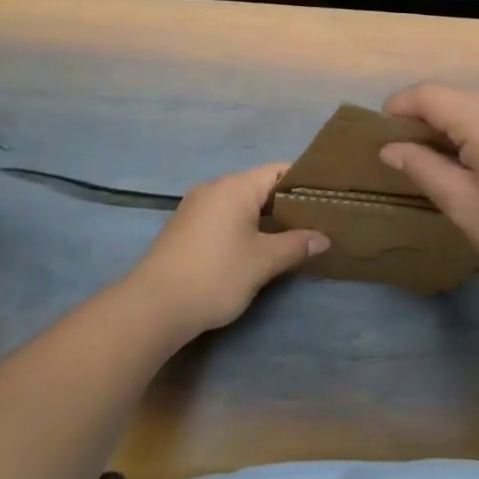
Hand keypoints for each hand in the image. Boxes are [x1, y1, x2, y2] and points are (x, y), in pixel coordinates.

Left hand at [128, 163, 328, 337]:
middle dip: (286, 204)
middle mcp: (214, 187)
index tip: (327, 201)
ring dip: (264, 218)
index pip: (279, 171)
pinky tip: (254, 249)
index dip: (305, 183)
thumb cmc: (214, 275)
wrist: (152, 307)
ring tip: (290, 238)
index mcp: (235, 186)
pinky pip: (223, 217)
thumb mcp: (262, 262)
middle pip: (260, 186)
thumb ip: (296, 245)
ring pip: (240, 203)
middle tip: (314, 223)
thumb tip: (323, 237)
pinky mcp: (184, 228)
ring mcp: (195, 207)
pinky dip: (243, 227)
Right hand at [378, 83, 478, 289]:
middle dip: (420, 119)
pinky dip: (470, 131)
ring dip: (446, 125)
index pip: (428, 93)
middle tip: (400, 155)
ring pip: (471, 106)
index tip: (379, 137)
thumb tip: (390, 148)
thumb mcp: (463, 203)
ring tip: (430, 162)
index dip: (397, 108)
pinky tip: (467, 163)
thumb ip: (423, 167)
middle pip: (450, 96)